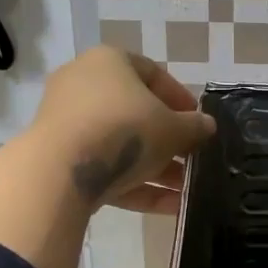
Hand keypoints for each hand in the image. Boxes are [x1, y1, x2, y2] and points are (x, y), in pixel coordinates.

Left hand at [27, 47, 216, 213]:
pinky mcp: (59, 159)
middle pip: (135, 112)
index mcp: (109, 61)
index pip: (152, 73)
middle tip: (192, 159)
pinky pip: (104, 168)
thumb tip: (207, 126)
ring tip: (187, 190)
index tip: (199, 122)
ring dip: (156, 167)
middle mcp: (83, 85)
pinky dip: (135, 185)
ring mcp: (67, 123)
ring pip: (120, 144)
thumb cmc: (125, 129)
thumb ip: (194, 127)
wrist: (61, 169)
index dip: (180, 98)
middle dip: (169, 140)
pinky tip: (170, 207)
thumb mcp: (173, 128)